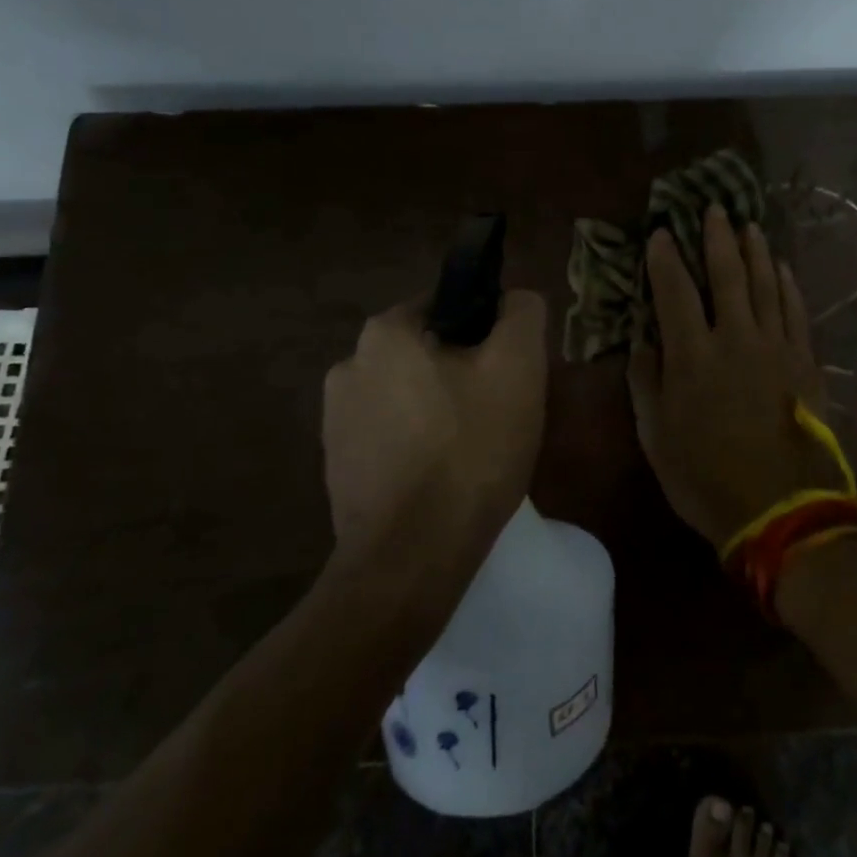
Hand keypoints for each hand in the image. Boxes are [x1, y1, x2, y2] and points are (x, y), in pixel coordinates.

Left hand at [322, 291, 547, 564]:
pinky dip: (416, 444)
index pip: (447, 305)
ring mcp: (335, 420)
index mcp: (384, 333)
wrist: (411, 557)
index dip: (486, 331)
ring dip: (438, 408)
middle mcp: (348, 365)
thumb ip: (521, 314)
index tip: (509, 369)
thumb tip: (515, 298)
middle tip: (500, 410)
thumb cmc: (469, 450)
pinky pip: (390, 435)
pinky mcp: (336, 466)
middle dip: (463, 372)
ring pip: (408, 394)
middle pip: (426, 352)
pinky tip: (442, 476)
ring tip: (474, 449)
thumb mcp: (518, 368)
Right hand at [627, 204, 843, 551]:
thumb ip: (645, 384)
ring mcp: (775, 347)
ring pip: (764, 285)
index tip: (660, 232)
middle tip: (713, 208)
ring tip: (748, 225)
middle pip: (725, 275)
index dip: (664, 258)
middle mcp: (734, 338)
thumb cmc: (706, 478)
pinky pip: (795, 312)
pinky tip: (782, 268)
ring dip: (754, 252)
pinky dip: (787, 285)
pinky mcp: (804, 362)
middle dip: (716, 238)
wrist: (782, 509)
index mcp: (691, 355)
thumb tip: (642, 344)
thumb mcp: (656, 437)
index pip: (674, 291)